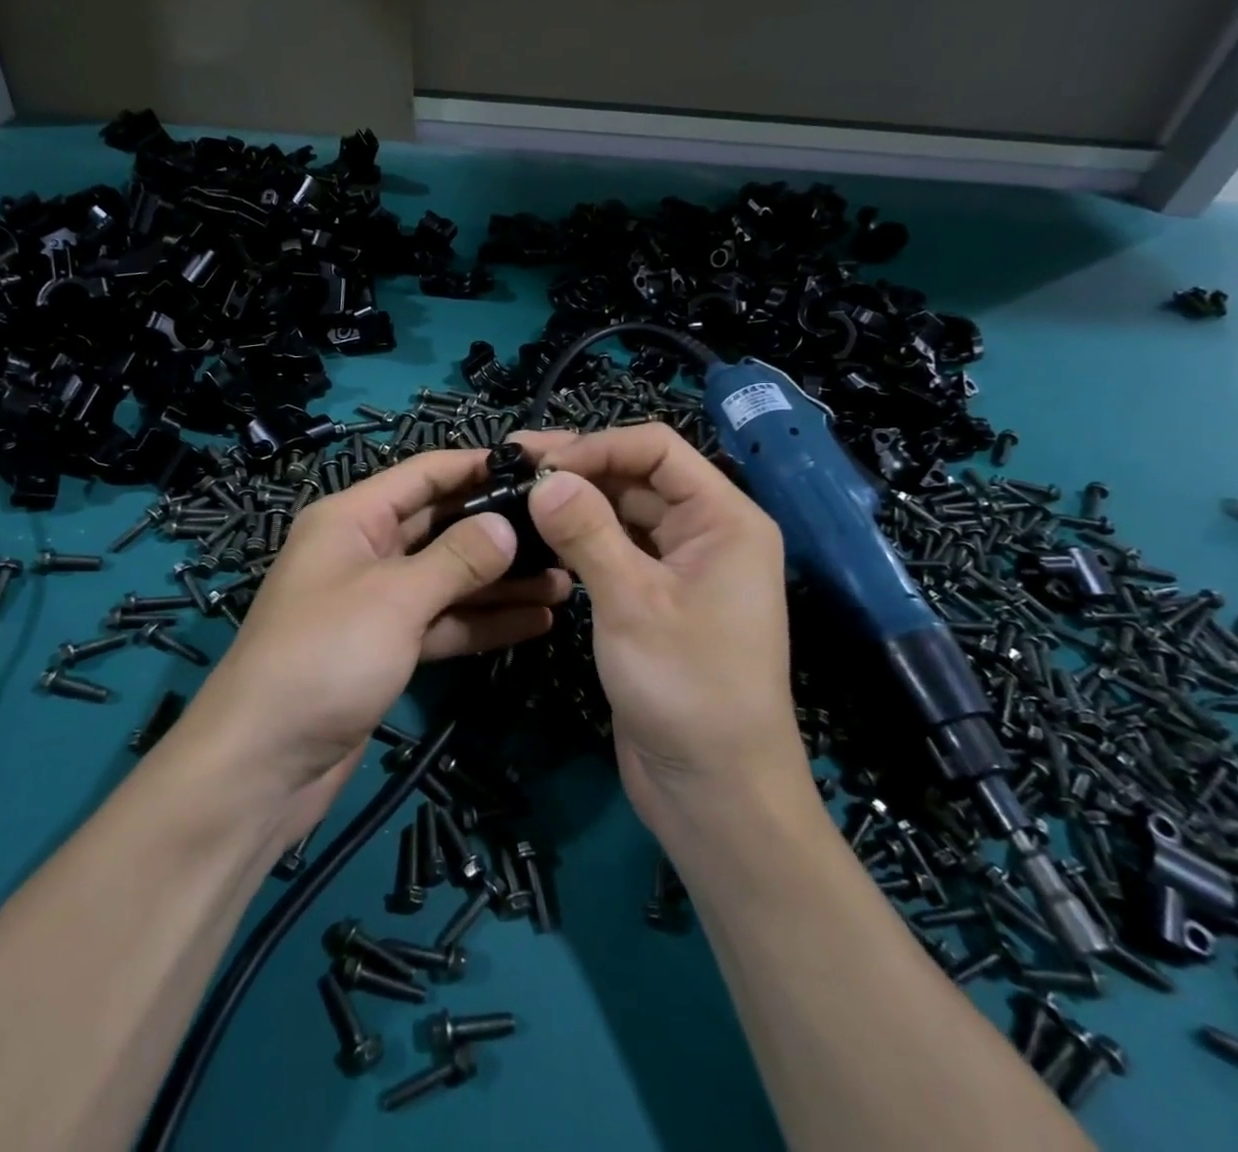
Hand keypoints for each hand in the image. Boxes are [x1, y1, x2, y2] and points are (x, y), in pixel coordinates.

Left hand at [183, 449, 569, 833]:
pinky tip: (535, 622)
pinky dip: (482, 621)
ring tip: (563, 581)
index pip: (423, 474)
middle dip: (498, 529)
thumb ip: (457, 557)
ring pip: (448, 578)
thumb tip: (506, 525)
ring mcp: (377, 602)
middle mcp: (364, 551)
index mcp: (352, 518)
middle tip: (562, 532)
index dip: (476, 466)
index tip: (536, 467)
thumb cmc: (324, 657)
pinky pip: (443, 622)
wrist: (263, 764)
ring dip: (500, 581)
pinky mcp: (387, 648)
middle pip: (441, 525)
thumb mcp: (395, 598)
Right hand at [515, 424, 813, 828]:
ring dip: (576, 503)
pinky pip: (617, 550)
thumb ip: (586, 531)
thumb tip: (544, 476)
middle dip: (580, 470)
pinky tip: (540, 537)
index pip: (658, 450)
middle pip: (638, 477)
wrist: (714, 793)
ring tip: (516, 497)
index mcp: (725, 519)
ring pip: (624, 514)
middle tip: (513, 469)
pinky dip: (581, 540)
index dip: (598, 445)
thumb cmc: (687, 690)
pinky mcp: (656, 599)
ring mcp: (681, 568)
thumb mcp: (632, 603)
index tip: (539, 463)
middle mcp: (707, 533)